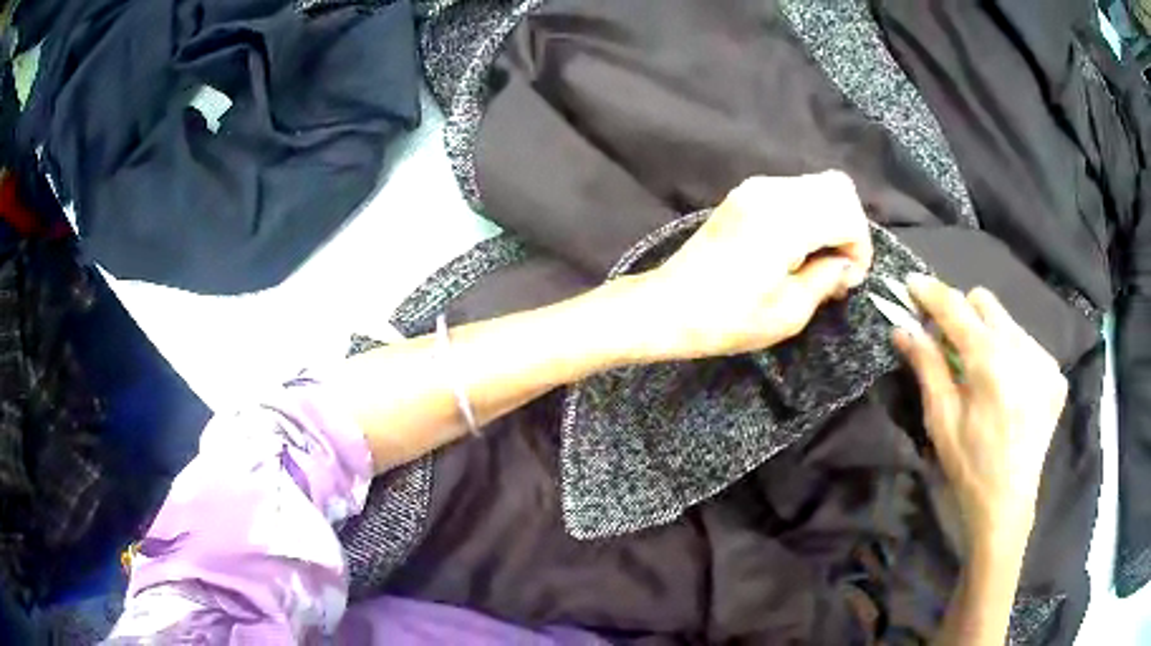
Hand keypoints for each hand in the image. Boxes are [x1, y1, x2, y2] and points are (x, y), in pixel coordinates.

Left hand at [631, 171, 872, 360]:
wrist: (668, 307)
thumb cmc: (727, 318)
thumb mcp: (789, 312)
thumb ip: (827, 279)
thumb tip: (845, 265)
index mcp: (785, 220)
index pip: (848, 213)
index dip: (860, 247)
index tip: (850, 280)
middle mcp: (772, 192)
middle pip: (838, 188)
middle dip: (850, 228)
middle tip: (840, 268)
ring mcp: (755, 188)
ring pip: (817, 185)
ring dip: (830, 219)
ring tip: (820, 262)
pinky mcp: (744, 195)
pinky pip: (794, 192)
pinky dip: (810, 214)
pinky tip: (799, 248)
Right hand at [894, 275, 1067, 550]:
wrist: (1007, 504)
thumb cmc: (968, 466)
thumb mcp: (941, 419)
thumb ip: (926, 365)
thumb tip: (903, 327)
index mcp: (989, 361)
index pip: (955, 308)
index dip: (931, 293)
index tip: (911, 283)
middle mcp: (1021, 348)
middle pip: (985, 302)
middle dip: (963, 313)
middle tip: (950, 343)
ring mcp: (1043, 359)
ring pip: (1007, 322)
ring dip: (988, 335)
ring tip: (982, 373)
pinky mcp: (1055, 373)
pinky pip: (1026, 344)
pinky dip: (1010, 355)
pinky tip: (1007, 388)